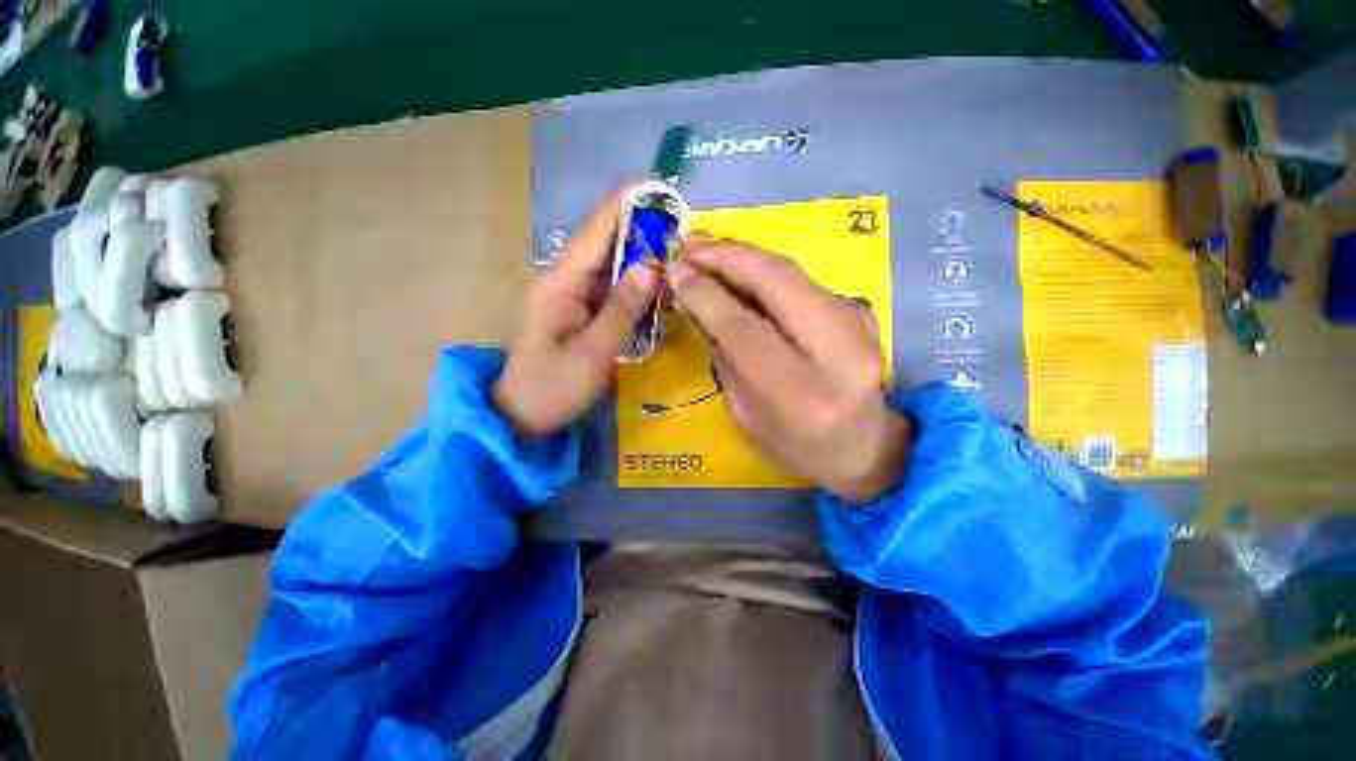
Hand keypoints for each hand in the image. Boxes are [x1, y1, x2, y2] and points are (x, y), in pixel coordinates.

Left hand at [494, 186, 661, 435]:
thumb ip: (621, 310)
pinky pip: (614, 290)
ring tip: (682, 262)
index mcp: (560, 281)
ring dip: (646, 262)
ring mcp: (574, 295)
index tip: (665, 190)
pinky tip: (661, 294)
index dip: (629, 205)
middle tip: (688, 236)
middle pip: (608, 243)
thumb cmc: (551, 389)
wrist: (521, 416)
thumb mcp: (592, 354)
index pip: (597, 230)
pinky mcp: (582, 310)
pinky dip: (638, 288)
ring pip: (614, 266)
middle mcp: (566, 279)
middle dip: (646, 234)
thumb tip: (652, 268)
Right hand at [669, 242, 909, 503]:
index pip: (744, 329)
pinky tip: (739, 270)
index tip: (673, 268)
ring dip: (743, 256)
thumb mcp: (744, 411)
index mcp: (801, 395)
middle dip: (727, 255)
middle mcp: (839, 353)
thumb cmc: (793, 444)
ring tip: (705, 252)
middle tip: (687, 246)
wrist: (861, 445)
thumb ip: (722, 353)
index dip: (705, 293)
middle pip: (778, 280)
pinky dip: (764, 269)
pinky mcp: (862, 309)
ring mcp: (859, 324)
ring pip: (791, 271)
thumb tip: (694, 296)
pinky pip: (802, 280)